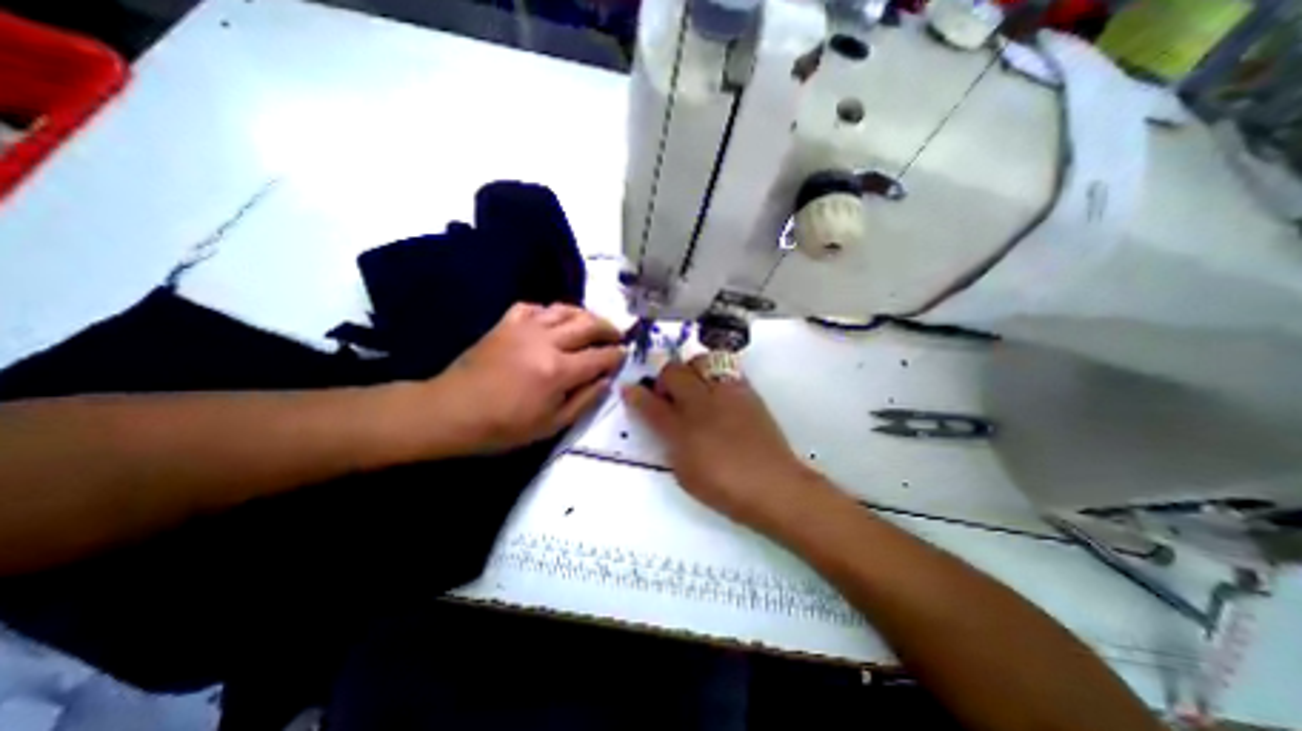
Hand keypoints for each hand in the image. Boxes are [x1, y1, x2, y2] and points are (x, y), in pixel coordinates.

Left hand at [427, 300, 626, 450]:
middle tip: (618, 335)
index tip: (625, 355)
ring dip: (585, 315)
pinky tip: (553, 322)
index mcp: (558, 370)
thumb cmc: (504, 426)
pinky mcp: (506, 323)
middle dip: (609, 329)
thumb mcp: (552, 424)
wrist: (452, 411)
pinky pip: (535, 307)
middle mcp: (546, 341)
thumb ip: (585, 400)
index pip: (600, 356)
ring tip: (592, 325)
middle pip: (588, 324)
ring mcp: (524, 327)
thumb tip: (606, 380)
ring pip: (564, 309)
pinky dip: (550, 312)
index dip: (617, 355)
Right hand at [618, 356, 834, 533]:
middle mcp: (702, 404)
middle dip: (663, 377)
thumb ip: (669, 444)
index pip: (650, 404)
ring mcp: (727, 394)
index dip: (636, 395)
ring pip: (700, 361)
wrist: (775, 486)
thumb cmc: (726, 488)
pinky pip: (724, 369)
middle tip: (666, 393)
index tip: (628, 389)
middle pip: (674, 372)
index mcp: (683, 430)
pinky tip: (716, 391)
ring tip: (693, 387)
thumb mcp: (686, 474)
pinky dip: (713, 374)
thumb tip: (662, 423)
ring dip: (689, 370)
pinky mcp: (747, 392)